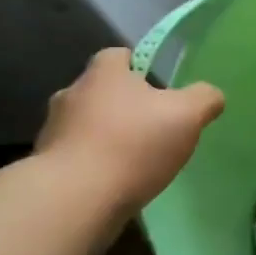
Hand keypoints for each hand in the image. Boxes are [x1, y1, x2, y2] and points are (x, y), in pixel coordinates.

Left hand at [35, 49, 223, 223]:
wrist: (74, 200)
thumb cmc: (133, 144)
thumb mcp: (188, 114)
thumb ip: (204, 98)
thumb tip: (210, 96)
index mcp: (103, 74)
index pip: (118, 55)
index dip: (139, 66)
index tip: (158, 87)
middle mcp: (71, 94)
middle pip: (101, 91)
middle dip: (123, 104)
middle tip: (151, 125)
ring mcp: (53, 131)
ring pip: (85, 125)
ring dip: (105, 136)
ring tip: (133, 160)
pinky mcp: (45, 167)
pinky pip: (75, 157)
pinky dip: (92, 165)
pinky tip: (113, 183)